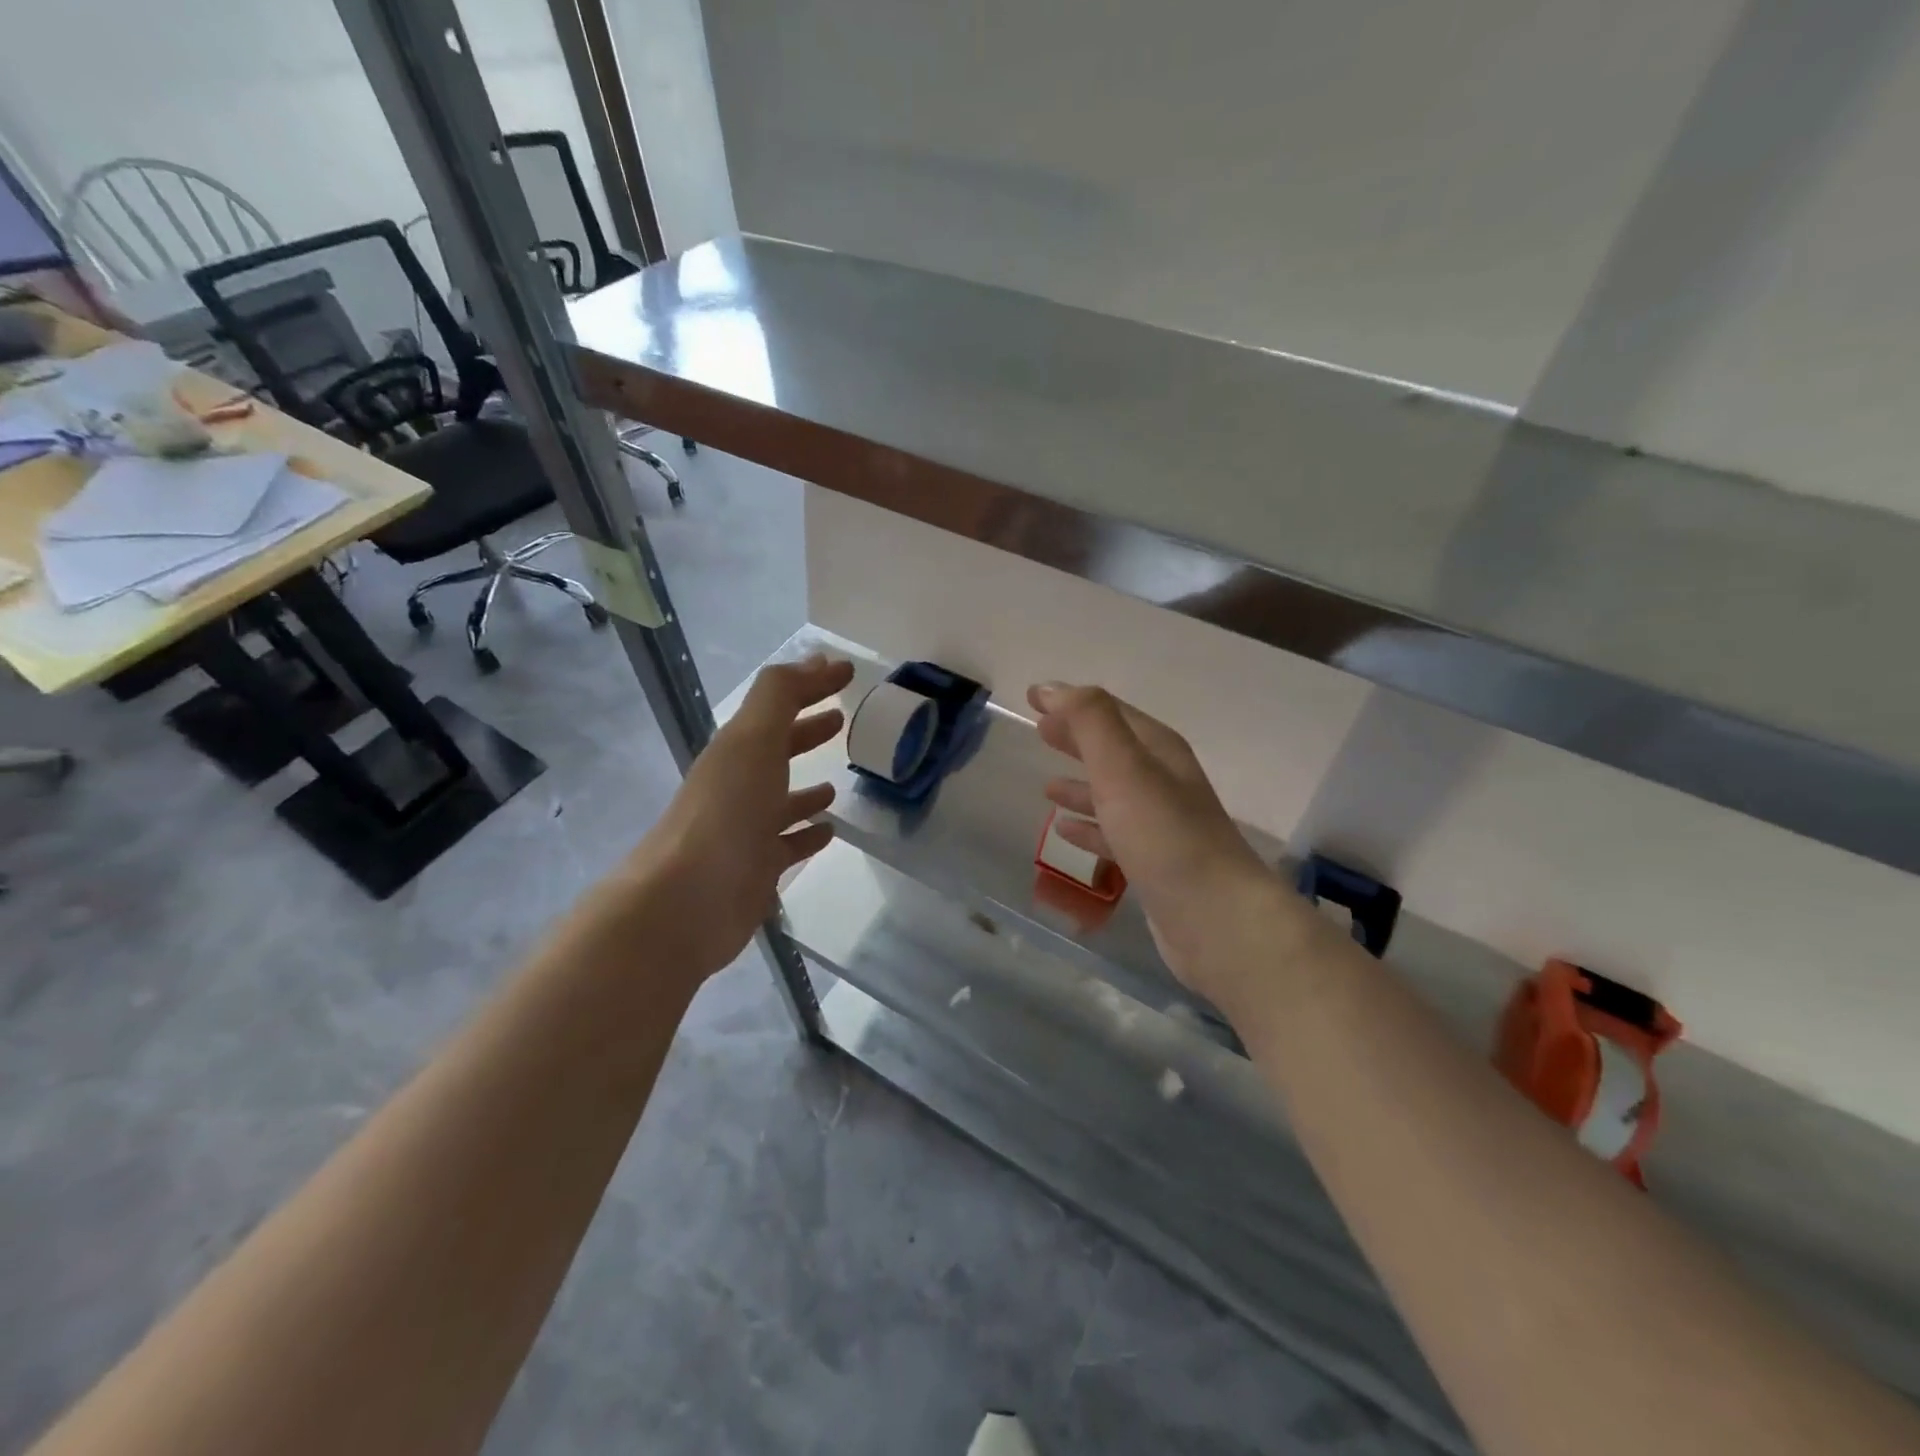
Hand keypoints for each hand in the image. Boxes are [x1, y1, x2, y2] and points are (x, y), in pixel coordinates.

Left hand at [620, 654, 853, 982]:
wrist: (687, 902)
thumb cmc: (726, 813)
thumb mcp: (753, 740)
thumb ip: (779, 696)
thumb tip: (815, 660)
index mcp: (737, 750)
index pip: (777, 706)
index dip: (810, 685)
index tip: (846, 673)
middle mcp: (739, 785)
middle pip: (777, 750)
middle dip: (806, 731)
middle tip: (841, 719)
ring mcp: (747, 830)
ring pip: (782, 801)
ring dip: (807, 789)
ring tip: (838, 782)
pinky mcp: (757, 869)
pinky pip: (788, 845)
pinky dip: (808, 834)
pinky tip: (828, 831)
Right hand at [1028, 683, 1301, 1007]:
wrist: (1217, 920)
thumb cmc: (1165, 837)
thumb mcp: (1124, 768)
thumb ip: (1090, 722)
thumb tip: (1053, 688)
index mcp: (1159, 752)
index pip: (1110, 713)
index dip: (1072, 702)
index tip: (1033, 697)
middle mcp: (1163, 782)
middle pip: (1113, 750)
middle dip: (1077, 739)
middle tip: (1040, 732)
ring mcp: (1161, 825)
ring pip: (1112, 794)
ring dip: (1081, 786)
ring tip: (1047, 787)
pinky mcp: (1154, 864)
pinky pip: (1113, 834)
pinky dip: (1089, 827)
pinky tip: (1066, 833)